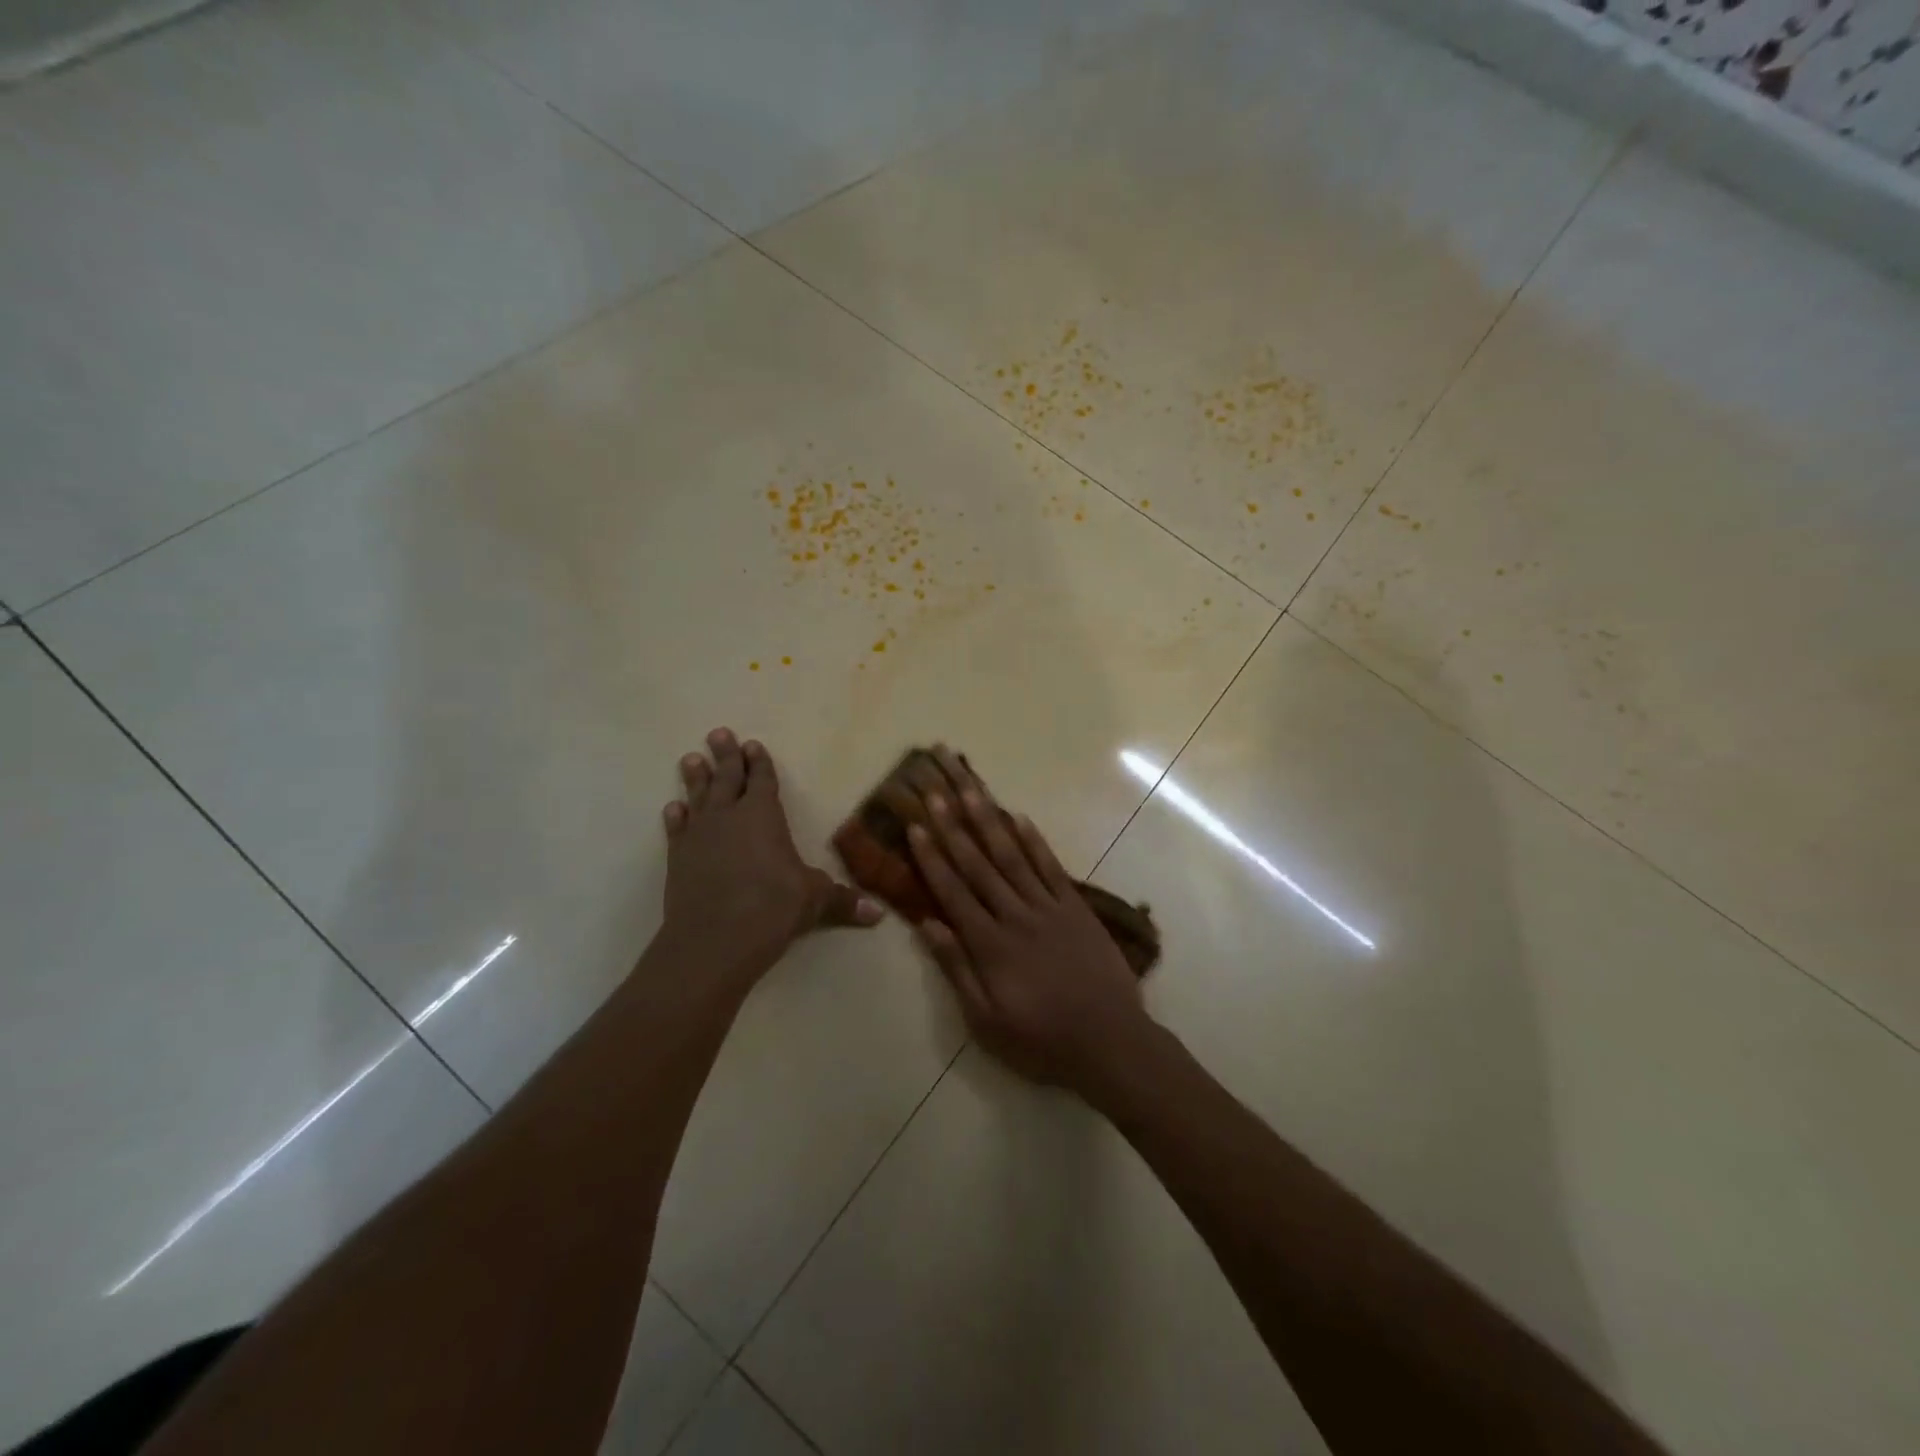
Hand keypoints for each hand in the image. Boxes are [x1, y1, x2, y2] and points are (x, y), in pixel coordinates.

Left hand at [660, 729, 880, 983]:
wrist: (714, 939)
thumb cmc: (772, 908)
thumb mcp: (815, 901)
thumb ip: (843, 902)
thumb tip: (878, 915)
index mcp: (763, 815)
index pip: (762, 780)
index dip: (759, 762)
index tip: (752, 745)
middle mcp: (729, 816)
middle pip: (727, 777)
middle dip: (725, 755)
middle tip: (719, 733)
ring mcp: (699, 835)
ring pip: (698, 796)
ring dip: (695, 777)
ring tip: (691, 758)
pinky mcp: (678, 858)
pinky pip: (677, 829)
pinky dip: (676, 817)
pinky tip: (673, 808)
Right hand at [906, 750, 1152, 1096]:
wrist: (1110, 1042)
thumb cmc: (1042, 1040)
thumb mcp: (987, 1021)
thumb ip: (957, 969)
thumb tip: (928, 924)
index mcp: (990, 945)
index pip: (953, 891)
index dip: (932, 858)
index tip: (916, 826)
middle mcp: (1015, 916)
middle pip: (978, 864)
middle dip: (953, 827)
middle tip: (935, 792)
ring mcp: (1048, 907)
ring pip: (1012, 857)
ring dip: (989, 822)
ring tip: (971, 790)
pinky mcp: (1076, 907)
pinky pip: (1051, 867)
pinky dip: (1034, 841)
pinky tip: (1019, 817)